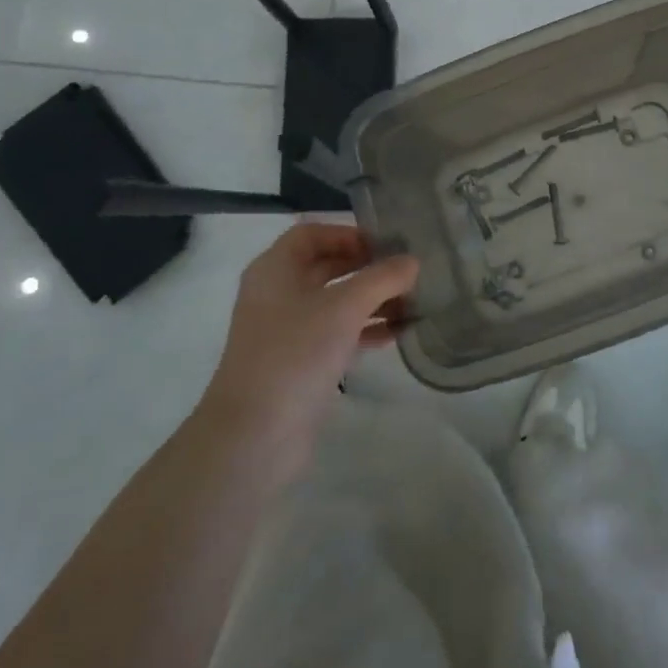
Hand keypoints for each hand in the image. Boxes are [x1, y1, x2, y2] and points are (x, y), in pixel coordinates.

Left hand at [203, 224, 418, 446]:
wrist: (254, 435)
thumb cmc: (295, 354)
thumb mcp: (344, 307)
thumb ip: (382, 278)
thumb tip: (412, 261)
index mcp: (275, 269)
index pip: (313, 233)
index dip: (349, 233)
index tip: (387, 245)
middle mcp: (277, 293)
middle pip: (327, 266)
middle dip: (368, 268)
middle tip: (408, 272)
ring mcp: (286, 330)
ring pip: (335, 302)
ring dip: (372, 300)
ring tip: (413, 303)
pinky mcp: (298, 362)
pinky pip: (336, 333)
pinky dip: (364, 329)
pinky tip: (397, 334)